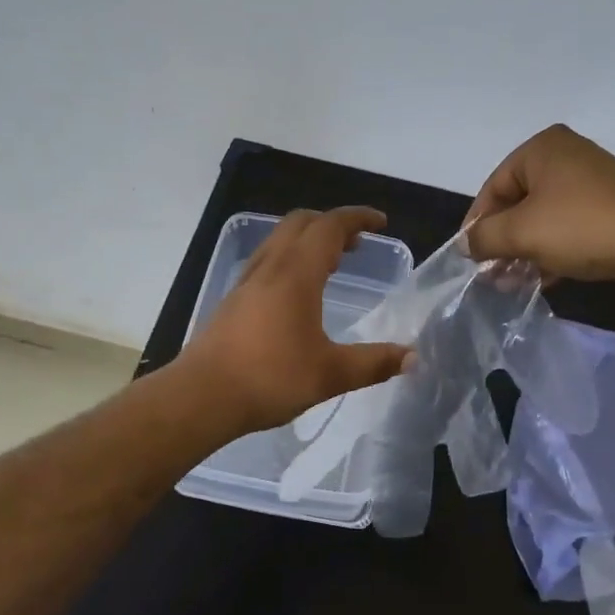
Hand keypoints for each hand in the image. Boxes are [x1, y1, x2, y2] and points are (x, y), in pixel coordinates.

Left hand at [180, 208, 413, 435]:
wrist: (202, 396)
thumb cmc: (269, 378)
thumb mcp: (330, 374)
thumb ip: (374, 363)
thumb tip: (413, 357)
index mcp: (296, 274)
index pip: (329, 227)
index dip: (357, 218)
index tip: (381, 222)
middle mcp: (270, 267)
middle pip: (301, 223)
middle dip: (332, 224)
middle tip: (357, 243)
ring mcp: (247, 282)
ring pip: (279, 240)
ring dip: (308, 239)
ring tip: (331, 262)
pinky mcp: (233, 300)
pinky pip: (267, 261)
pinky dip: (290, 258)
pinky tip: (297, 292)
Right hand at [464, 125, 614, 287]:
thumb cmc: (581, 227)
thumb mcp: (521, 233)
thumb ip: (484, 237)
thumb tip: (465, 244)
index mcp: (542, 149)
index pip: (493, 186)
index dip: (477, 224)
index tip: (469, 257)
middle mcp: (566, 157)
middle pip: (518, 203)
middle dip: (502, 242)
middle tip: (490, 274)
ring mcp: (591, 183)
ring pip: (543, 219)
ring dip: (524, 252)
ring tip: (512, 283)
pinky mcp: (610, 209)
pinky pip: (568, 229)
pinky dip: (551, 252)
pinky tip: (542, 280)